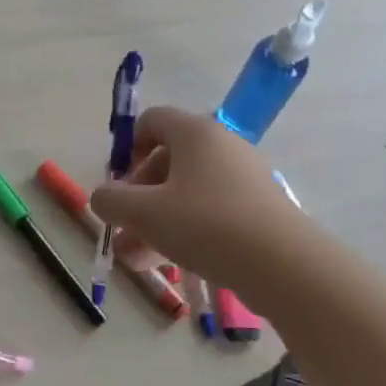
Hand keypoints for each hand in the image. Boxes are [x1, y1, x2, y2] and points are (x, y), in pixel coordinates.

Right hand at [89, 107, 315, 300]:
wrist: (282, 263)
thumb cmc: (205, 224)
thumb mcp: (144, 212)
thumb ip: (111, 200)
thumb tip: (102, 197)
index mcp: (194, 133)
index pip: (152, 121)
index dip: (128, 148)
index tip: (120, 184)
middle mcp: (221, 146)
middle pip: (167, 161)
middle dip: (138, 198)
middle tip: (124, 231)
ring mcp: (243, 177)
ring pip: (186, 193)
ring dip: (156, 222)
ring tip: (136, 260)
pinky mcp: (256, 208)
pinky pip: (210, 211)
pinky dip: (185, 231)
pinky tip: (169, 264)